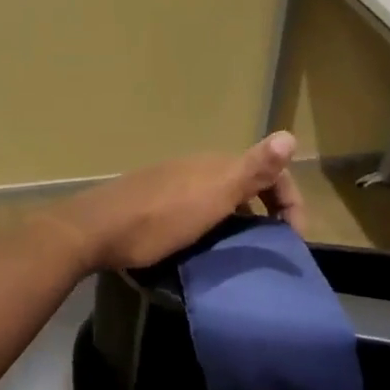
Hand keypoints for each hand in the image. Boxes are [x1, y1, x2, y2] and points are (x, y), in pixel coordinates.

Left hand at [47, 131, 305, 271]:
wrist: (96, 230)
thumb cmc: (160, 218)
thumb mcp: (213, 196)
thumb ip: (251, 169)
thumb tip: (290, 135)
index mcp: (216, 165)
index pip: (268, 172)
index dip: (290, 201)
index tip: (293, 240)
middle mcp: (197, 167)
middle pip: (245, 184)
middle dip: (266, 212)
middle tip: (271, 248)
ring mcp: (173, 183)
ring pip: (221, 198)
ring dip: (240, 221)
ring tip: (241, 253)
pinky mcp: (154, 201)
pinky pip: (198, 208)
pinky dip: (214, 225)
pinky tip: (205, 247)